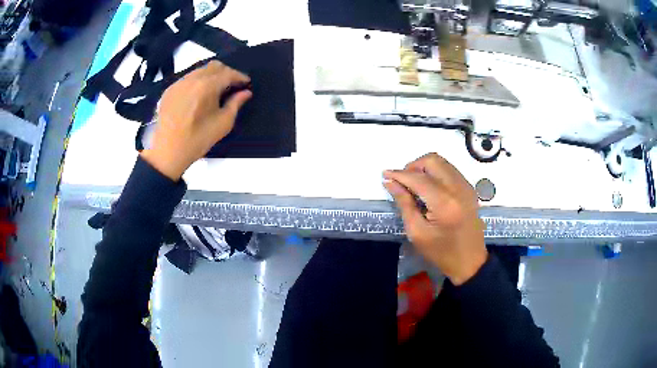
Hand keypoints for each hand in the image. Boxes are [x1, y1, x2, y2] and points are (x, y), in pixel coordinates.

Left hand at [140, 61, 251, 179]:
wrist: (166, 153)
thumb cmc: (197, 140)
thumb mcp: (222, 124)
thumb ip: (236, 104)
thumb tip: (246, 92)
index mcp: (207, 86)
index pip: (228, 73)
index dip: (240, 77)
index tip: (246, 83)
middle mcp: (192, 79)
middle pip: (214, 66)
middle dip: (226, 72)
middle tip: (232, 85)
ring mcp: (179, 83)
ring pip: (200, 70)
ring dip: (211, 76)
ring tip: (216, 90)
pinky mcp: (169, 90)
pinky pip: (187, 78)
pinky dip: (197, 82)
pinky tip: (199, 95)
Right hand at [384, 153, 486, 285]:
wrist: (469, 261)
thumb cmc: (441, 252)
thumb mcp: (417, 232)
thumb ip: (404, 203)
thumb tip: (390, 182)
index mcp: (444, 203)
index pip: (418, 178)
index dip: (399, 174)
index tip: (385, 174)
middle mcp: (458, 189)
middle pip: (432, 161)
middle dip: (413, 166)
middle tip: (403, 181)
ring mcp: (466, 187)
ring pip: (442, 162)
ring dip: (425, 167)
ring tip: (414, 184)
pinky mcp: (469, 188)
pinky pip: (450, 170)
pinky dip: (436, 172)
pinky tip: (429, 188)